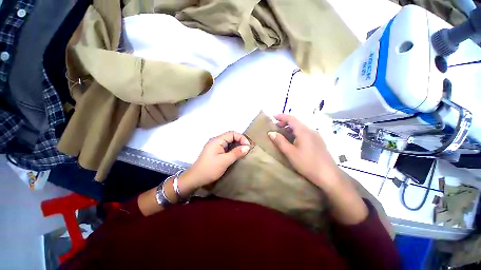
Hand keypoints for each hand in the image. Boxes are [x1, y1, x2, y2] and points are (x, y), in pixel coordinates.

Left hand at [180, 131, 250, 190]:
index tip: (247, 146)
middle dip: (240, 141)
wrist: (195, 178)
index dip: (241, 138)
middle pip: (230, 136)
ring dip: (236, 146)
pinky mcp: (215, 151)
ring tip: (243, 152)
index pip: (232, 133)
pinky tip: (236, 155)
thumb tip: (247, 147)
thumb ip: (236, 153)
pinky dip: (232, 149)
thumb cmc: (210, 169)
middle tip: (247, 149)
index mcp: (217, 140)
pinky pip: (226, 147)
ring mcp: (215, 146)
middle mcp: (216, 141)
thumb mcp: (225, 161)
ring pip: (229, 142)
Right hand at [269, 114, 367, 223]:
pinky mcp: (318, 141)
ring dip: (290, 128)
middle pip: (296, 122)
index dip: (282, 116)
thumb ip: (280, 141)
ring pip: (301, 127)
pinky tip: (293, 140)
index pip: (291, 119)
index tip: (273, 116)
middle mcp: (310, 130)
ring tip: (283, 134)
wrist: (328, 175)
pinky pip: (305, 133)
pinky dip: (296, 133)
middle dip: (285, 122)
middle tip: (276, 127)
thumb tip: (271, 133)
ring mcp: (316, 136)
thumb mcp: (290, 152)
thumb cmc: (307, 163)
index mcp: (303, 131)